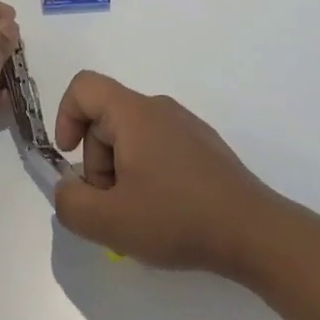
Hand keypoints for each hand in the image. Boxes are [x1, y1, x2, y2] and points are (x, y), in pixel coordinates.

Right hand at [51, 72, 282, 276]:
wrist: (254, 233)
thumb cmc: (177, 219)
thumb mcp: (109, 221)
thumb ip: (70, 203)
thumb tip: (67, 187)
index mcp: (135, 113)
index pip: (84, 87)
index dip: (65, 116)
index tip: (71, 157)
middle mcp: (160, 108)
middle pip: (106, 119)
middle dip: (96, 162)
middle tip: (111, 206)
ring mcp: (187, 126)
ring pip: (132, 137)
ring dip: (120, 172)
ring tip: (139, 214)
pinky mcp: (204, 147)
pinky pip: (159, 148)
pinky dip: (147, 174)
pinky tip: (166, 212)